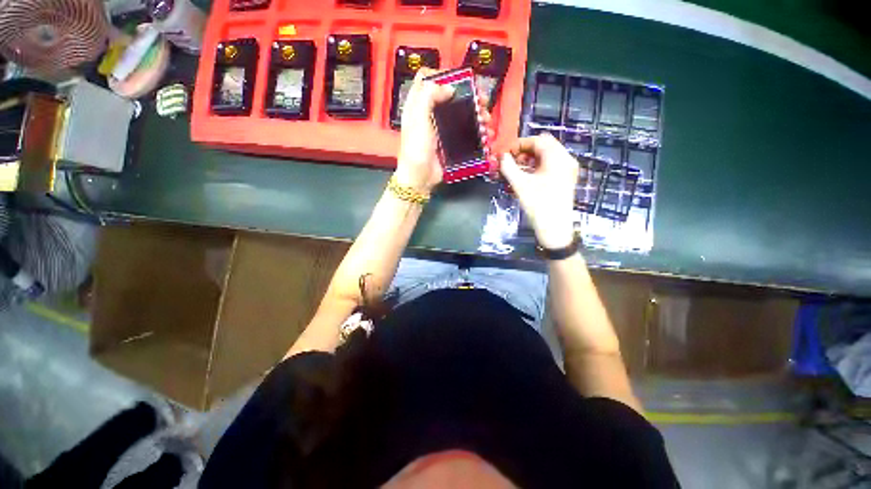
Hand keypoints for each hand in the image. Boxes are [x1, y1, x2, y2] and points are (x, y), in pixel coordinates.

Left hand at [396, 69, 494, 191]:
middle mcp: (430, 114)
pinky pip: (465, 131)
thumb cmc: (417, 148)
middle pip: (450, 96)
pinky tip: (485, 133)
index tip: (459, 80)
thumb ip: (429, 96)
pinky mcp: (450, 142)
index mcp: (418, 105)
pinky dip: (477, 130)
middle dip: (468, 96)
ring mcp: (441, 129)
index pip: (427, 80)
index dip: (442, 75)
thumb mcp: (419, 118)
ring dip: (476, 113)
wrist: (420, 177)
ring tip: (486, 119)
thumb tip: (449, 87)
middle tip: (481, 101)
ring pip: (461, 113)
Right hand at [499, 134, 578, 249]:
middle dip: (524, 152)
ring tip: (515, 170)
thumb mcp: (520, 184)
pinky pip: (550, 166)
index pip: (538, 140)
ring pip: (546, 157)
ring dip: (529, 160)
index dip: (520, 144)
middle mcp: (566, 160)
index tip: (506, 152)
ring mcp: (567, 170)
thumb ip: (508, 167)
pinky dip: (536, 167)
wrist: (554, 228)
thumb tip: (502, 157)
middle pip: (543, 147)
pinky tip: (525, 177)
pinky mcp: (565, 179)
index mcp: (557, 157)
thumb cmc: (538, 204)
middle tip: (510, 161)